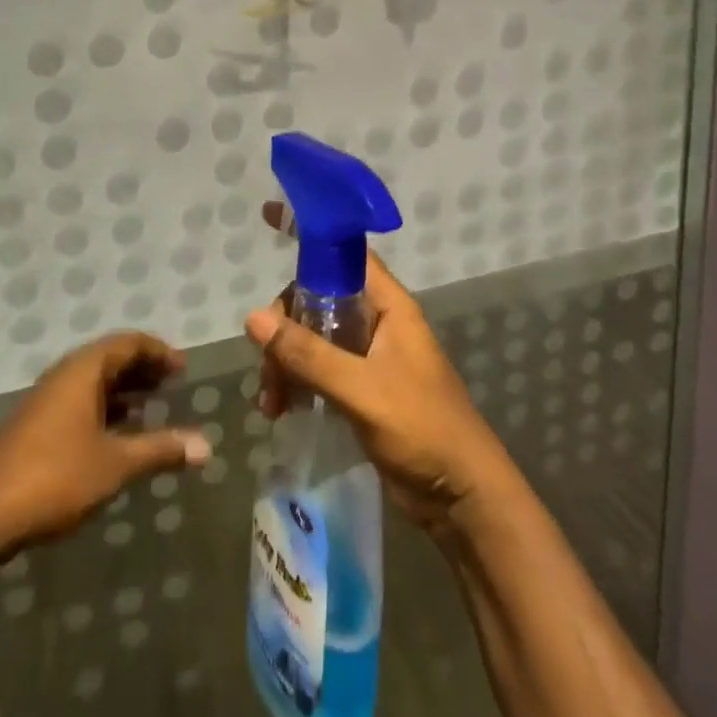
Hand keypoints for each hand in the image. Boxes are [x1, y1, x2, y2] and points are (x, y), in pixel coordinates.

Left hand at [0, 332, 210, 559]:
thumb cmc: (54, 478)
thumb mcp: (116, 464)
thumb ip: (161, 450)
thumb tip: (206, 447)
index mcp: (83, 371)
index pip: (127, 343)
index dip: (158, 351)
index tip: (182, 368)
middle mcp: (63, 377)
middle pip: (109, 359)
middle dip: (141, 368)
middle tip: (170, 384)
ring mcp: (44, 403)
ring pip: (91, 383)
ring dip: (122, 390)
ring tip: (149, 406)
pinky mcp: (33, 429)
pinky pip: (78, 403)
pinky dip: (103, 408)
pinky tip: (114, 435)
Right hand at [245, 204, 512, 534]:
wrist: (462, 498)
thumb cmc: (423, 429)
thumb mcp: (362, 390)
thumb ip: (309, 356)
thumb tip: (253, 318)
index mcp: (389, 306)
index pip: (346, 253)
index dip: (310, 234)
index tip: (268, 219)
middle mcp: (377, 323)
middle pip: (317, 299)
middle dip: (285, 327)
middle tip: (268, 366)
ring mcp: (368, 357)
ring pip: (313, 337)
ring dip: (286, 362)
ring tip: (271, 403)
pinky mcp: (361, 388)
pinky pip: (318, 370)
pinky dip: (296, 384)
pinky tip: (280, 411)